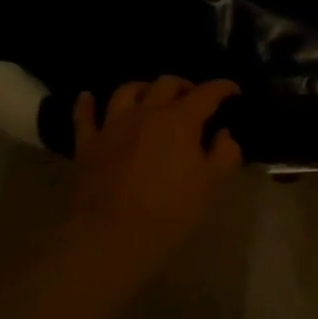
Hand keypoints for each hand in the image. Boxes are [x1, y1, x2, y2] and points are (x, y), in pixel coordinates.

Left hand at [63, 77, 241, 269]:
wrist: (112, 234)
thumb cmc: (171, 209)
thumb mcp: (210, 184)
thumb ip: (224, 154)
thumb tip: (224, 134)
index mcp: (180, 120)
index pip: (206, 94)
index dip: (222, 88)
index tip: (233, 90)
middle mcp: (146, 113)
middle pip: (166, 84)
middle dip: (184, 86)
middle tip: (194, 98)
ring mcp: (113, 126)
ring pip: (127, 91)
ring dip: (143, 88)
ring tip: (151, 95)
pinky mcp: (88, 144)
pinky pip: (84, 116)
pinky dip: (86, 104)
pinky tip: (88, 97)